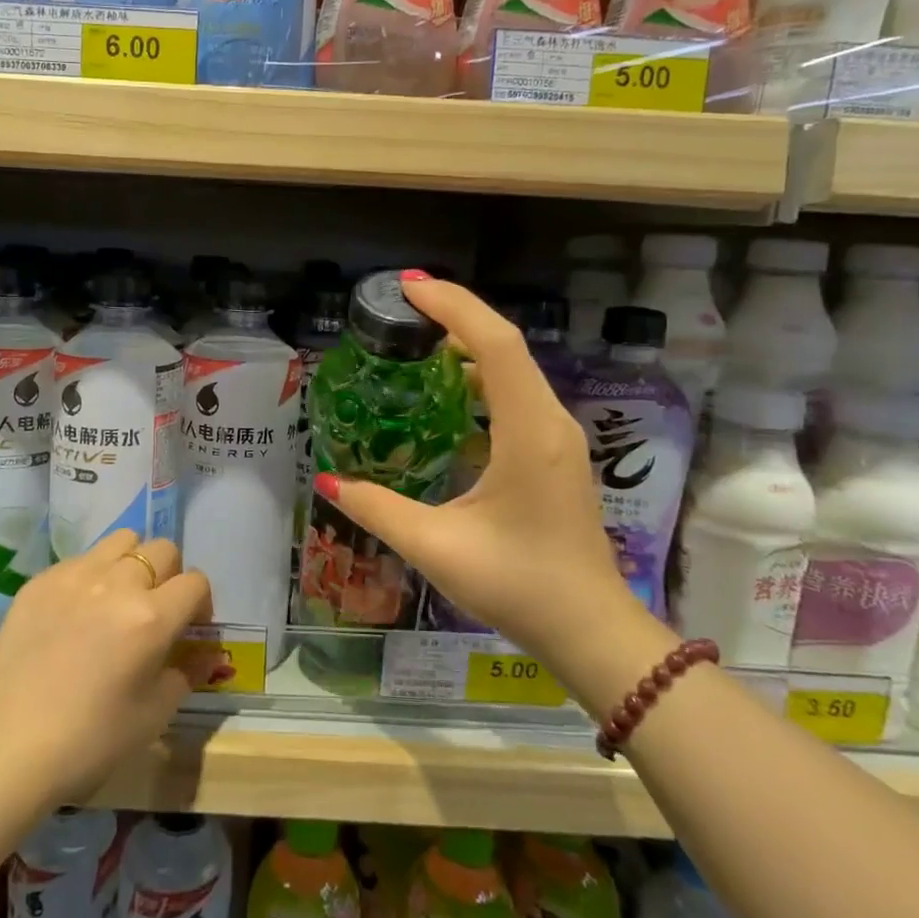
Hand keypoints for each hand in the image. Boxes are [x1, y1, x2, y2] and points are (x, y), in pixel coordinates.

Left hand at [0, 530, 218, 805]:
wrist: (6, 749)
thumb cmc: (90, 741)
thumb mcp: (154, 714)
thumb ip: (187, 672)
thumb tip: (206, 652)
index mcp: (151, 617)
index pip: (196, 582)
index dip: (201, 604)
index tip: (190, 628)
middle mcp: (117, 583)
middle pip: (162, 550)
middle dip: (170, 576)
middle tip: (156, 610)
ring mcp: (74, 576)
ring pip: (122, 541)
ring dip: (132, 563)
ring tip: (119, 598)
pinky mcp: (40, 581)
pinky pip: (80, 559)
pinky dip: (91, 576)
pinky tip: (76, 613)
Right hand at [316, 275, 639, 666]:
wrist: (590, 629)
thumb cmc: (518, 584)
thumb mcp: (436, 547)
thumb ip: (379, 509)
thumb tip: (328, 481)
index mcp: (528, 431)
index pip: (495, 344)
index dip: (453, 307)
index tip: (408, 287)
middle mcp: (550, 421)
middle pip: (506, 345)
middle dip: (455, 315)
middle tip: (402, 306)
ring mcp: (558, 437)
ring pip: (514, 369)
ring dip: (470, 344)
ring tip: (419, 338)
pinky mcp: (555, 454)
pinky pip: (517, 394)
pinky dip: (482, 376)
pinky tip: (450, 392)